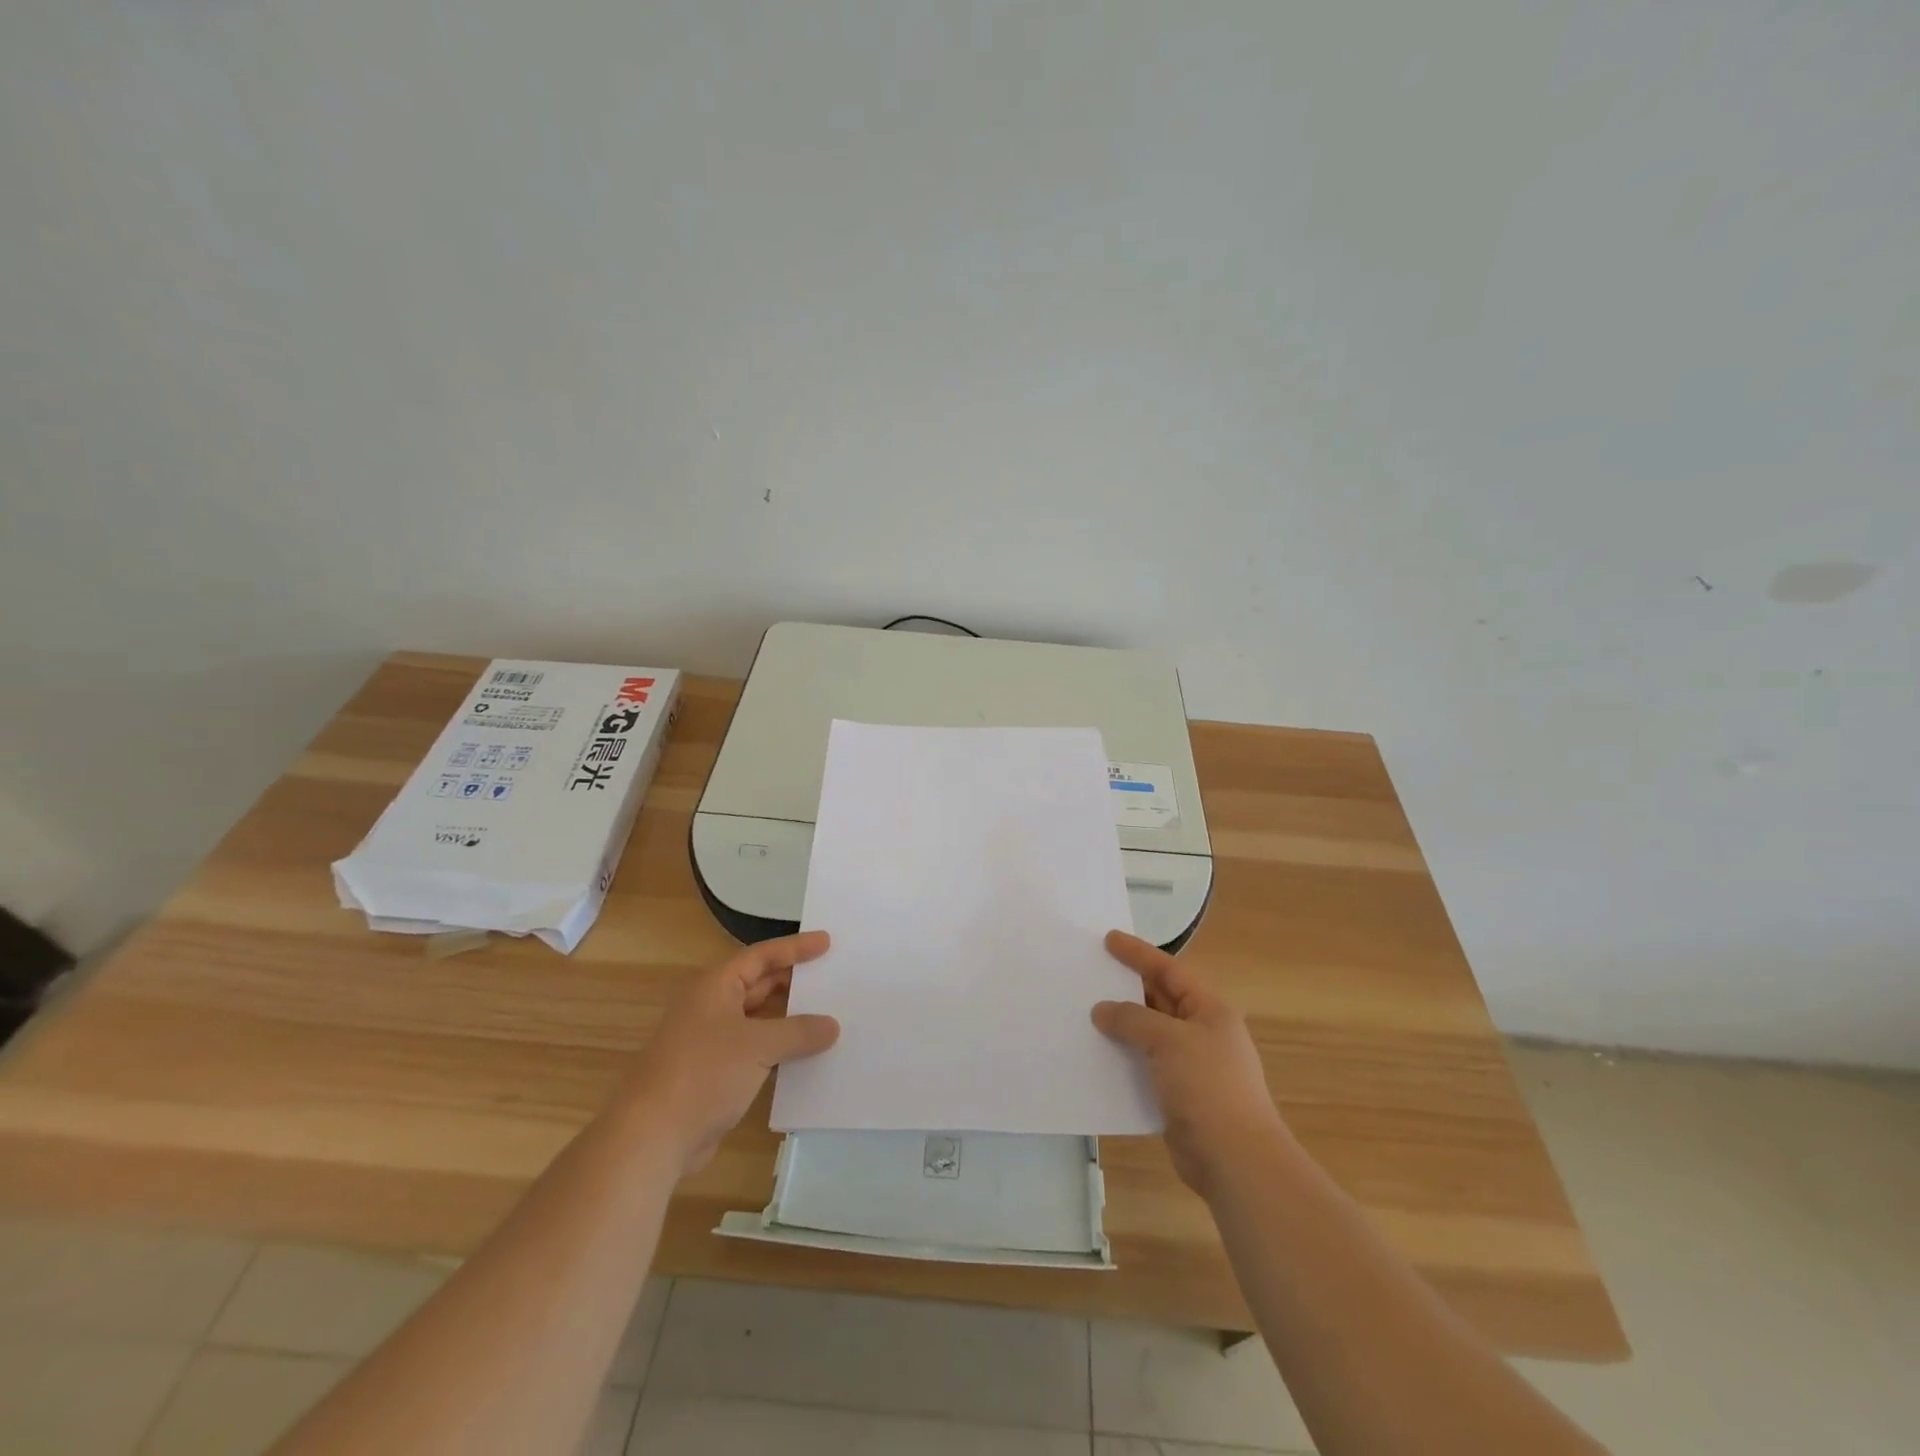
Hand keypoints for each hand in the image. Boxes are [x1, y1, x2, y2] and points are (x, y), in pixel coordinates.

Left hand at [620, 932, 839, 1176]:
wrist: (652, 1137)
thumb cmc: (703, 1073)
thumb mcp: (758, 1046)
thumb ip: (799, 1032)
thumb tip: (831, 1025)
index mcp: (715, 986)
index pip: (762, 956)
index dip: (795, 948)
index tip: (827, 942)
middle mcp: (711, 1006)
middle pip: (759, 984)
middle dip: (793, 982)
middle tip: (832, 978)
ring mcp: (710, 1041)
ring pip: (758, 1019)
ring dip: (788, 1019)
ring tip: (827, 1015)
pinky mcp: (713, 1073)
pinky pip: (754, 1050)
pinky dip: (778, 1048)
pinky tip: (805, 1056)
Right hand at [1092, 930, 1287, 1198]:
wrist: (1236, 1159)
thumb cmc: (1208, 1087)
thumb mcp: (1169, 1041)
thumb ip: (1133, 1020)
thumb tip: (1102, 1010)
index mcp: (1209, 1010)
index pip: (1170, 971)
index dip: (1139, 954)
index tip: (1109, 940)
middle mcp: (1201, 1033)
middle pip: (1159, 1000)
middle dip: (1126, 988)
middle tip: (1091, 974)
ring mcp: (1190, 1066)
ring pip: (1148, 1035)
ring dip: (1121, 1025)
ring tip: (1085, 1013)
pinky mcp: (1177, 1096)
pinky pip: (1144, 1066)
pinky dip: (1122, 1059)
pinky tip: (1097, 1057)